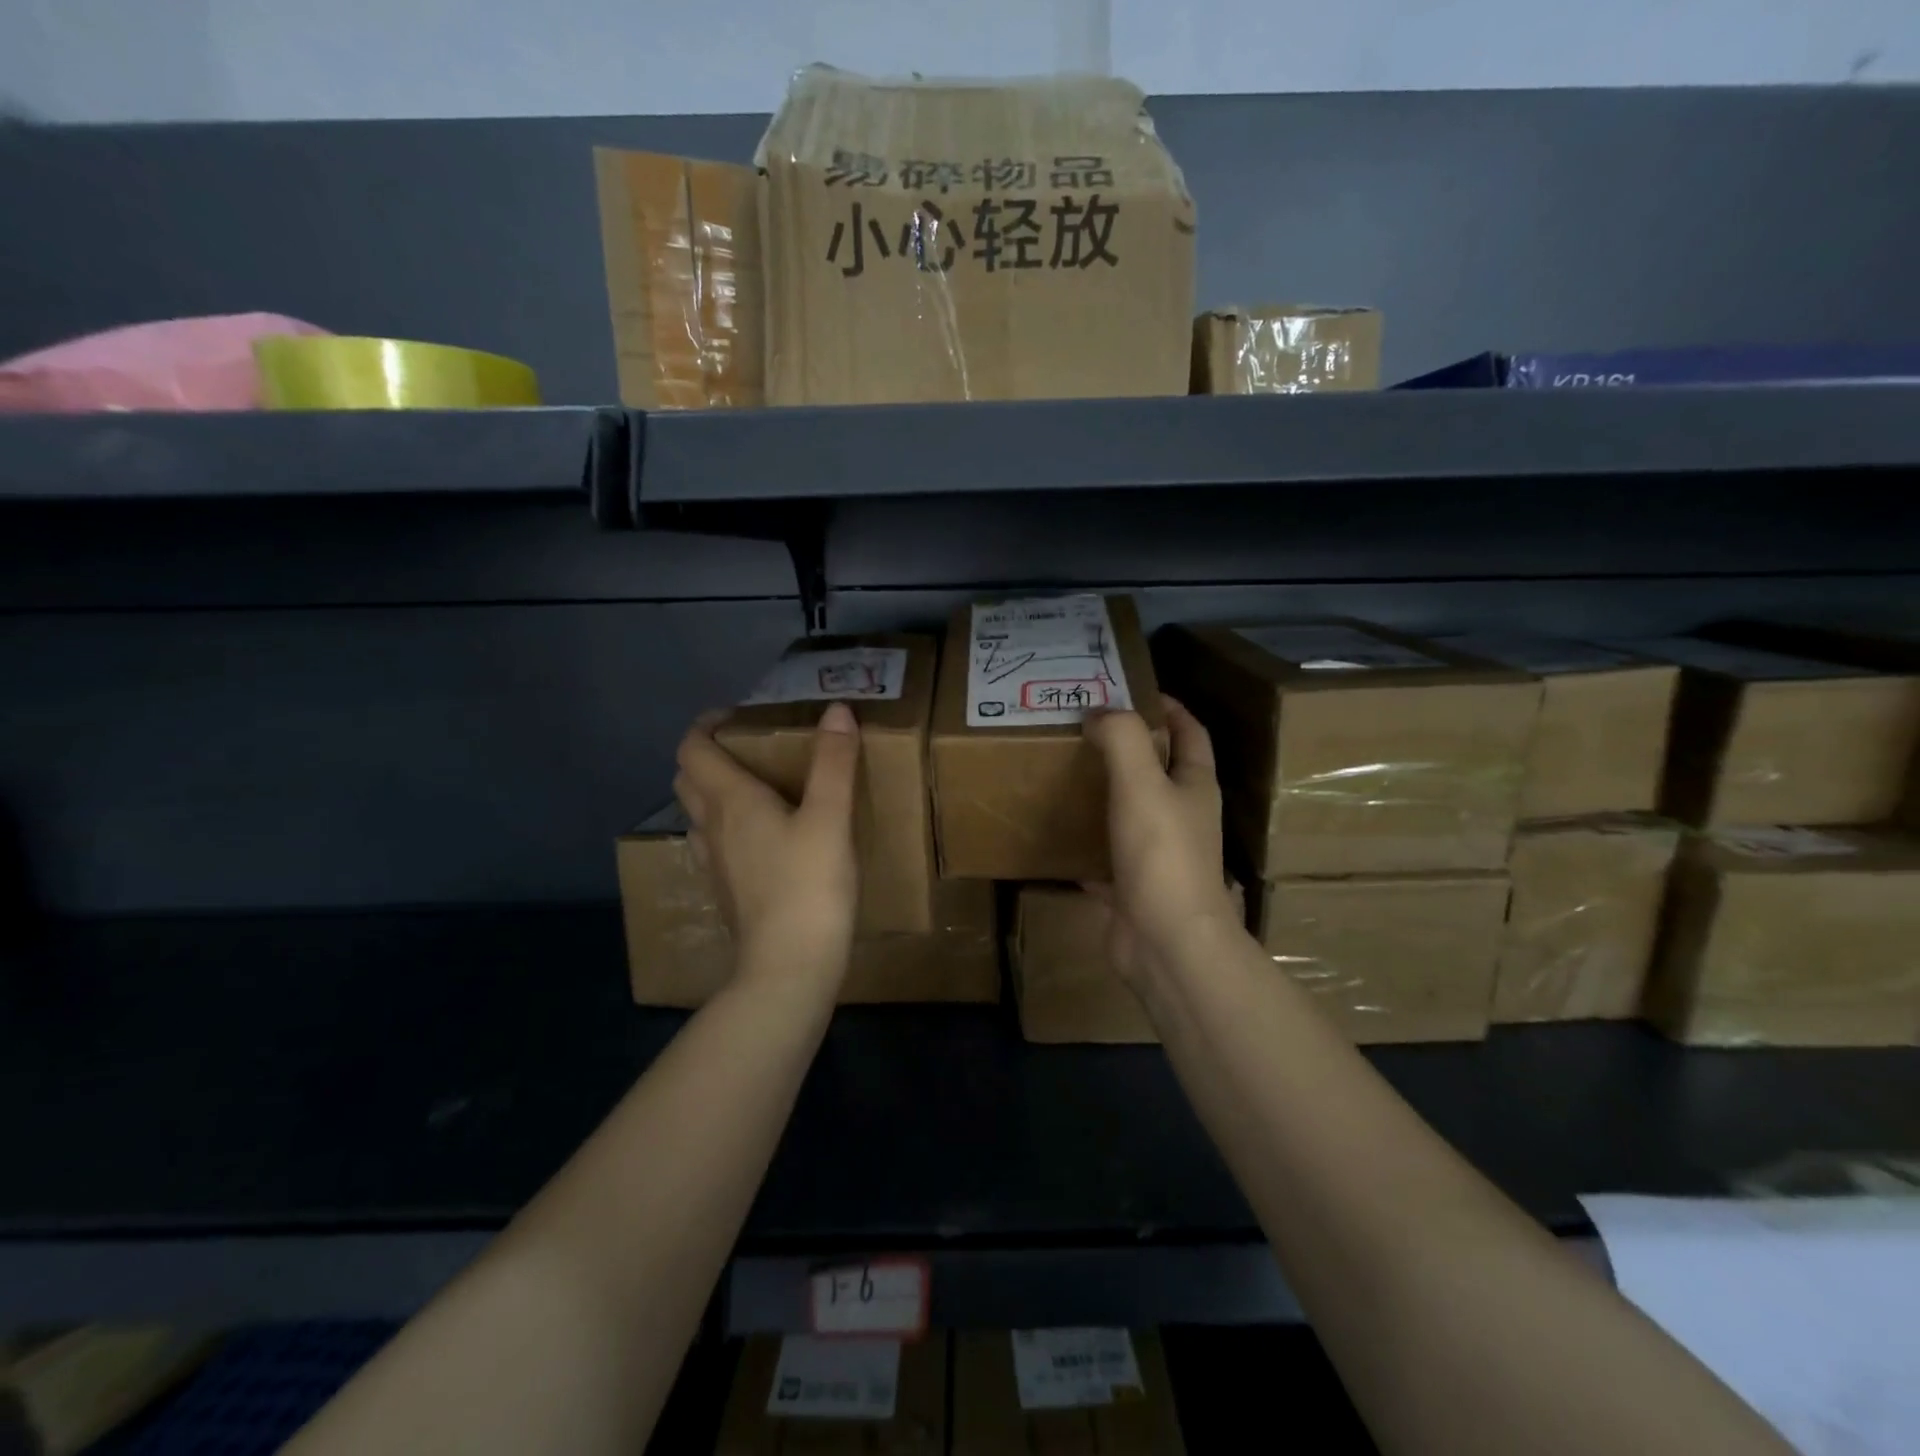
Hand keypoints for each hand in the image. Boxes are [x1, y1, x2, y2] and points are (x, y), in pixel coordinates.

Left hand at [672, 703, 860, 979]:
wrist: (789, 967)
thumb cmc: (809, 886)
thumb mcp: (831, 818)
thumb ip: (834, 762)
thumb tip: (837, 709)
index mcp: (731, 801)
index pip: (693, 748)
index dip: (707, 724)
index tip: (737, 715)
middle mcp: (712, 827)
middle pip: (688, 778)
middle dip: (708, 754)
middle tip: (749, 749)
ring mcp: (715, 863)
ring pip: (698, 814)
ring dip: (714, 791)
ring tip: (756, 789)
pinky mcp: (727, 892)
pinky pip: (714, 844)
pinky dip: (726, 827)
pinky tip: (761, 839)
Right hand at [1082, 697, 1239, 985]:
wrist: (1166, 942)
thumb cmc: (1161, 855)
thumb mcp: (1142, 783)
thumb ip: (1122, 739)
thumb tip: (1099, 713)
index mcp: (1194, 787)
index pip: (1190, 733)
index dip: (1169, 707)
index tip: (1131, 689)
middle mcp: (1182, 816)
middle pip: (1159, 770)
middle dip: (1128, 746)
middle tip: (1084, 727)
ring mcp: (1158, 854)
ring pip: (1130, 812)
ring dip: (1105, 792)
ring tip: (1066, 770)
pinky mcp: (1132, 885)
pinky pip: (1105, 855)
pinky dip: (1084, 843)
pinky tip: (1056, 833)